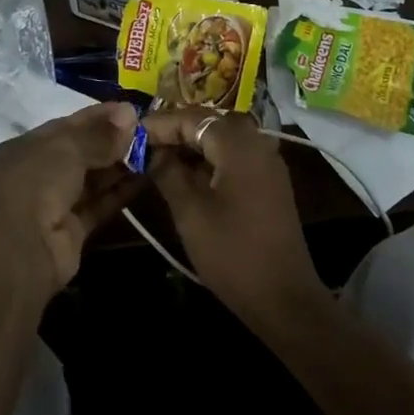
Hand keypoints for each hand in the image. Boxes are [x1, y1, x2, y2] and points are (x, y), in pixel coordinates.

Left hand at [0, 102, 141, 293]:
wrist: (18, 251)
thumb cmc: (34, 183)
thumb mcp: (66, 148)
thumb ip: (99, 134)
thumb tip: (129, 112)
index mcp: (24, 149)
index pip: (66, 127)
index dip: (98, 117)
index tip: (131, 110)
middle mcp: (36, 175)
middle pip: (80, 153)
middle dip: (112, 142)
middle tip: (150, 131)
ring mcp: (53, 206)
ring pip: (92, 180)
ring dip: (120, 167)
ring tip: (153, 151)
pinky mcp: (71, 232)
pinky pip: (99, 206)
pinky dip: (120, 193)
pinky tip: (146, 178)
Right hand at [141, 110, 328, 328]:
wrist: (283, 297)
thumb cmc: (232, 252)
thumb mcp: (189, 211)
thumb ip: (168, 172)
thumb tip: (152, 150)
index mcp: (238, 143)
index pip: (192, 118)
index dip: (159, 124)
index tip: (130, 134)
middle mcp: (258, 142)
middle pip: (211, 123)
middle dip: (177, 131)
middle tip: (144, 145)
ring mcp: (268, 162)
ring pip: (224, 139)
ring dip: (194, 145)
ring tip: (160, 159)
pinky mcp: (271, 182)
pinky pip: (236, 156)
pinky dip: (211, 158)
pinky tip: (189, 176)